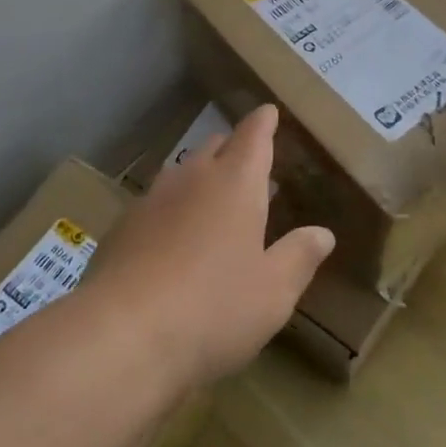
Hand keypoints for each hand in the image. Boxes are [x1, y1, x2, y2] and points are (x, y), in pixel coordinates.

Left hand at [93, 105, 335, 389]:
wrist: (122, 334)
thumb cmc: (213, 308)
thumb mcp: (273, 292)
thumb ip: (299, 257)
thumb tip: (322, 233)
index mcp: (236, 183)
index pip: (253, 136)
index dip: (264, 122)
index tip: (269, 111)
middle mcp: (192, 178)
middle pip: (215, 147)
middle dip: (234, 149)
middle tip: (249, 165)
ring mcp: (152, 199)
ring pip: (182, 173)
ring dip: (201, 178)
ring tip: (214, 201)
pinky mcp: (122, 226)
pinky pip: (155, 203)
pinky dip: (172, 209)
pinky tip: (173, 240)